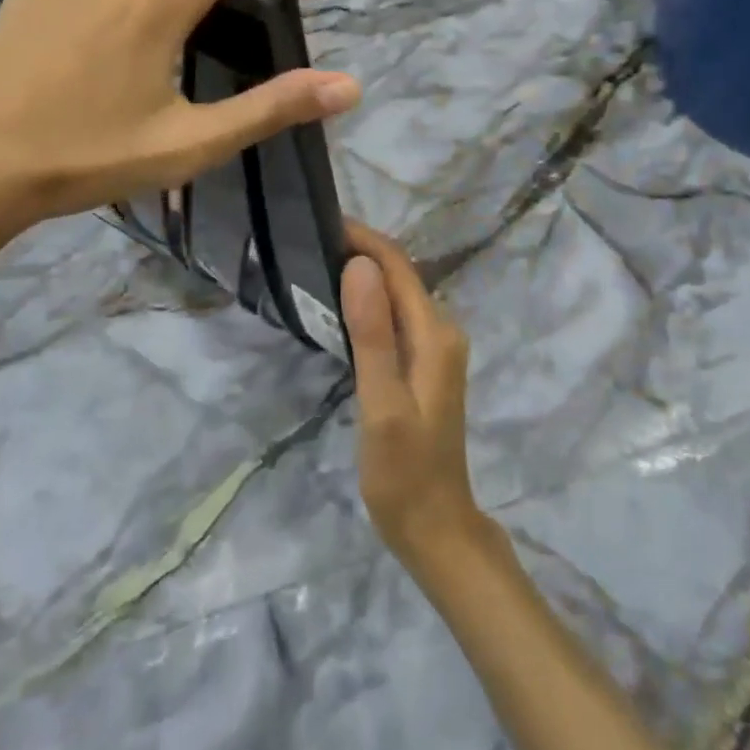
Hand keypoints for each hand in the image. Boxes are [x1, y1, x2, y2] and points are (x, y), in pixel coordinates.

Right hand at [343, 221, 491, 573]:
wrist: (435, 527)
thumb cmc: (405, 473)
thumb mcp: (383, 405)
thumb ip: (373, 334)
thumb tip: (360, 266)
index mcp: (435, 334)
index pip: (399, 267)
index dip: (363, 239)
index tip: (320, 222)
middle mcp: (441, 332)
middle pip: (400, 275)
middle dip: (361, 251)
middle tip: (308, 241)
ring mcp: (435, 349)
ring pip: (397, 295)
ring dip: (363, 274)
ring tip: (316, 263)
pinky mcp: (423, 364)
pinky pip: (395, 318)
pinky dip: (368, 302)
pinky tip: (339, 306)